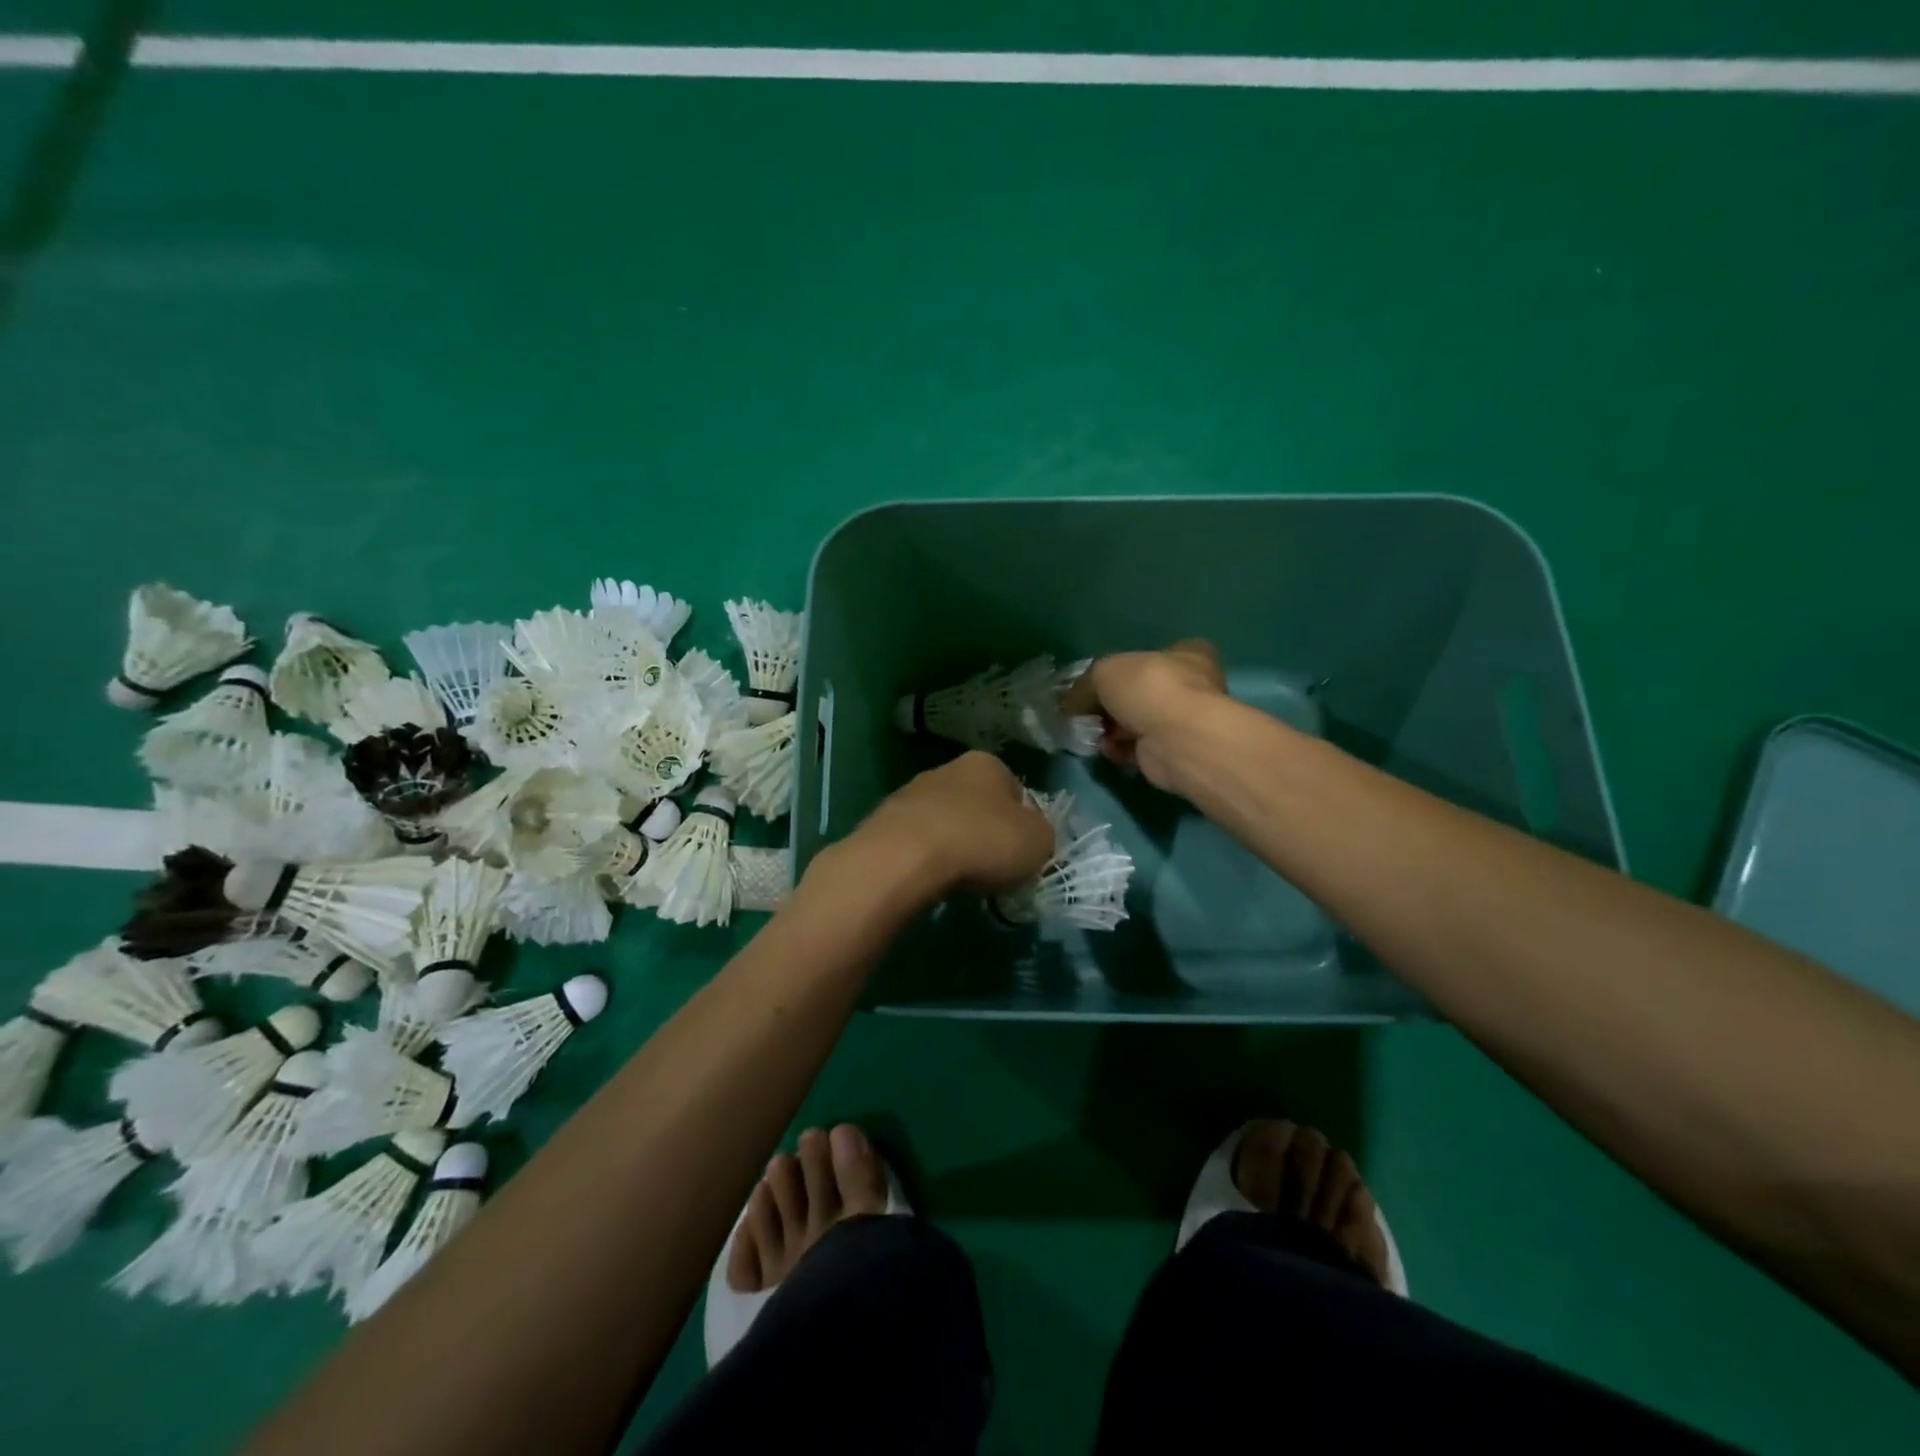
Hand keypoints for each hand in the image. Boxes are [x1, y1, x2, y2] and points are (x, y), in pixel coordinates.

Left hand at [843, 750, 1054, 899]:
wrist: (906, 857)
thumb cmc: (982, 841)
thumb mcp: (1038, 842)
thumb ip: (1042, 836)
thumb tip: (1031, 839)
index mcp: (987, 764)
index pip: (1016, 790)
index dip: (1024, 823)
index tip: (1023, 853)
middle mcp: (947, 769)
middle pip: (978, 805)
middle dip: (986, 833)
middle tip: (993, 868)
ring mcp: (910, 793)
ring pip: (945, 822)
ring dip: (955, 846)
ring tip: (961, 878)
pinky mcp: (884, 822)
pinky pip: (918, 842)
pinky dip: (927, 860)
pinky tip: (931, 880)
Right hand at [1060, 639, 1229, 791]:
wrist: (1176, 739)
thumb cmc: (1148, 688)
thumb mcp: (1103, 671)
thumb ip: (1085, 686)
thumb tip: (1071, 705)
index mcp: (1188, 654)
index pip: (1159, 654)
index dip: (1129, 666)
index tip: (1104, 680)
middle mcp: (1192, 686)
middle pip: (1143, 692)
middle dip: (1113, 703)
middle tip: (1088, 709)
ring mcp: (1184, 722)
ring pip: (1139, 722)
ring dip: (1112, 728)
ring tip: (1091, 731)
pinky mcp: (1173, 752)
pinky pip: (1139, 748)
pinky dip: (1120, 749)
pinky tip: (1106, 748)